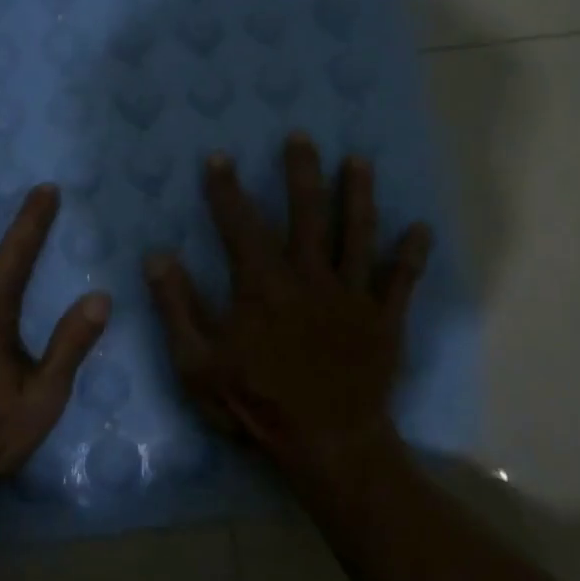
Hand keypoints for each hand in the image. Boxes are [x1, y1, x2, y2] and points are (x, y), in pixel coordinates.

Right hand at [144, 134, 431, 469]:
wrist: (327, 443)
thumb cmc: (256, 404)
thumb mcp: (197, 364)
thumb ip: (177, 308)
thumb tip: (157, 256)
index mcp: (262, 286)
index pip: (240, 224)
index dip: (226, 189)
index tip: (219, 157)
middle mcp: (309, 277)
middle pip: (306, 214)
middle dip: (301, 173)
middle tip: (301, 136)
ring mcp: (352, 296)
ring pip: (356, 234)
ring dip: (358, 195)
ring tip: (360, 161)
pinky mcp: (384, 319)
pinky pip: (401, 281)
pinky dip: (412, 256)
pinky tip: (422, 229)